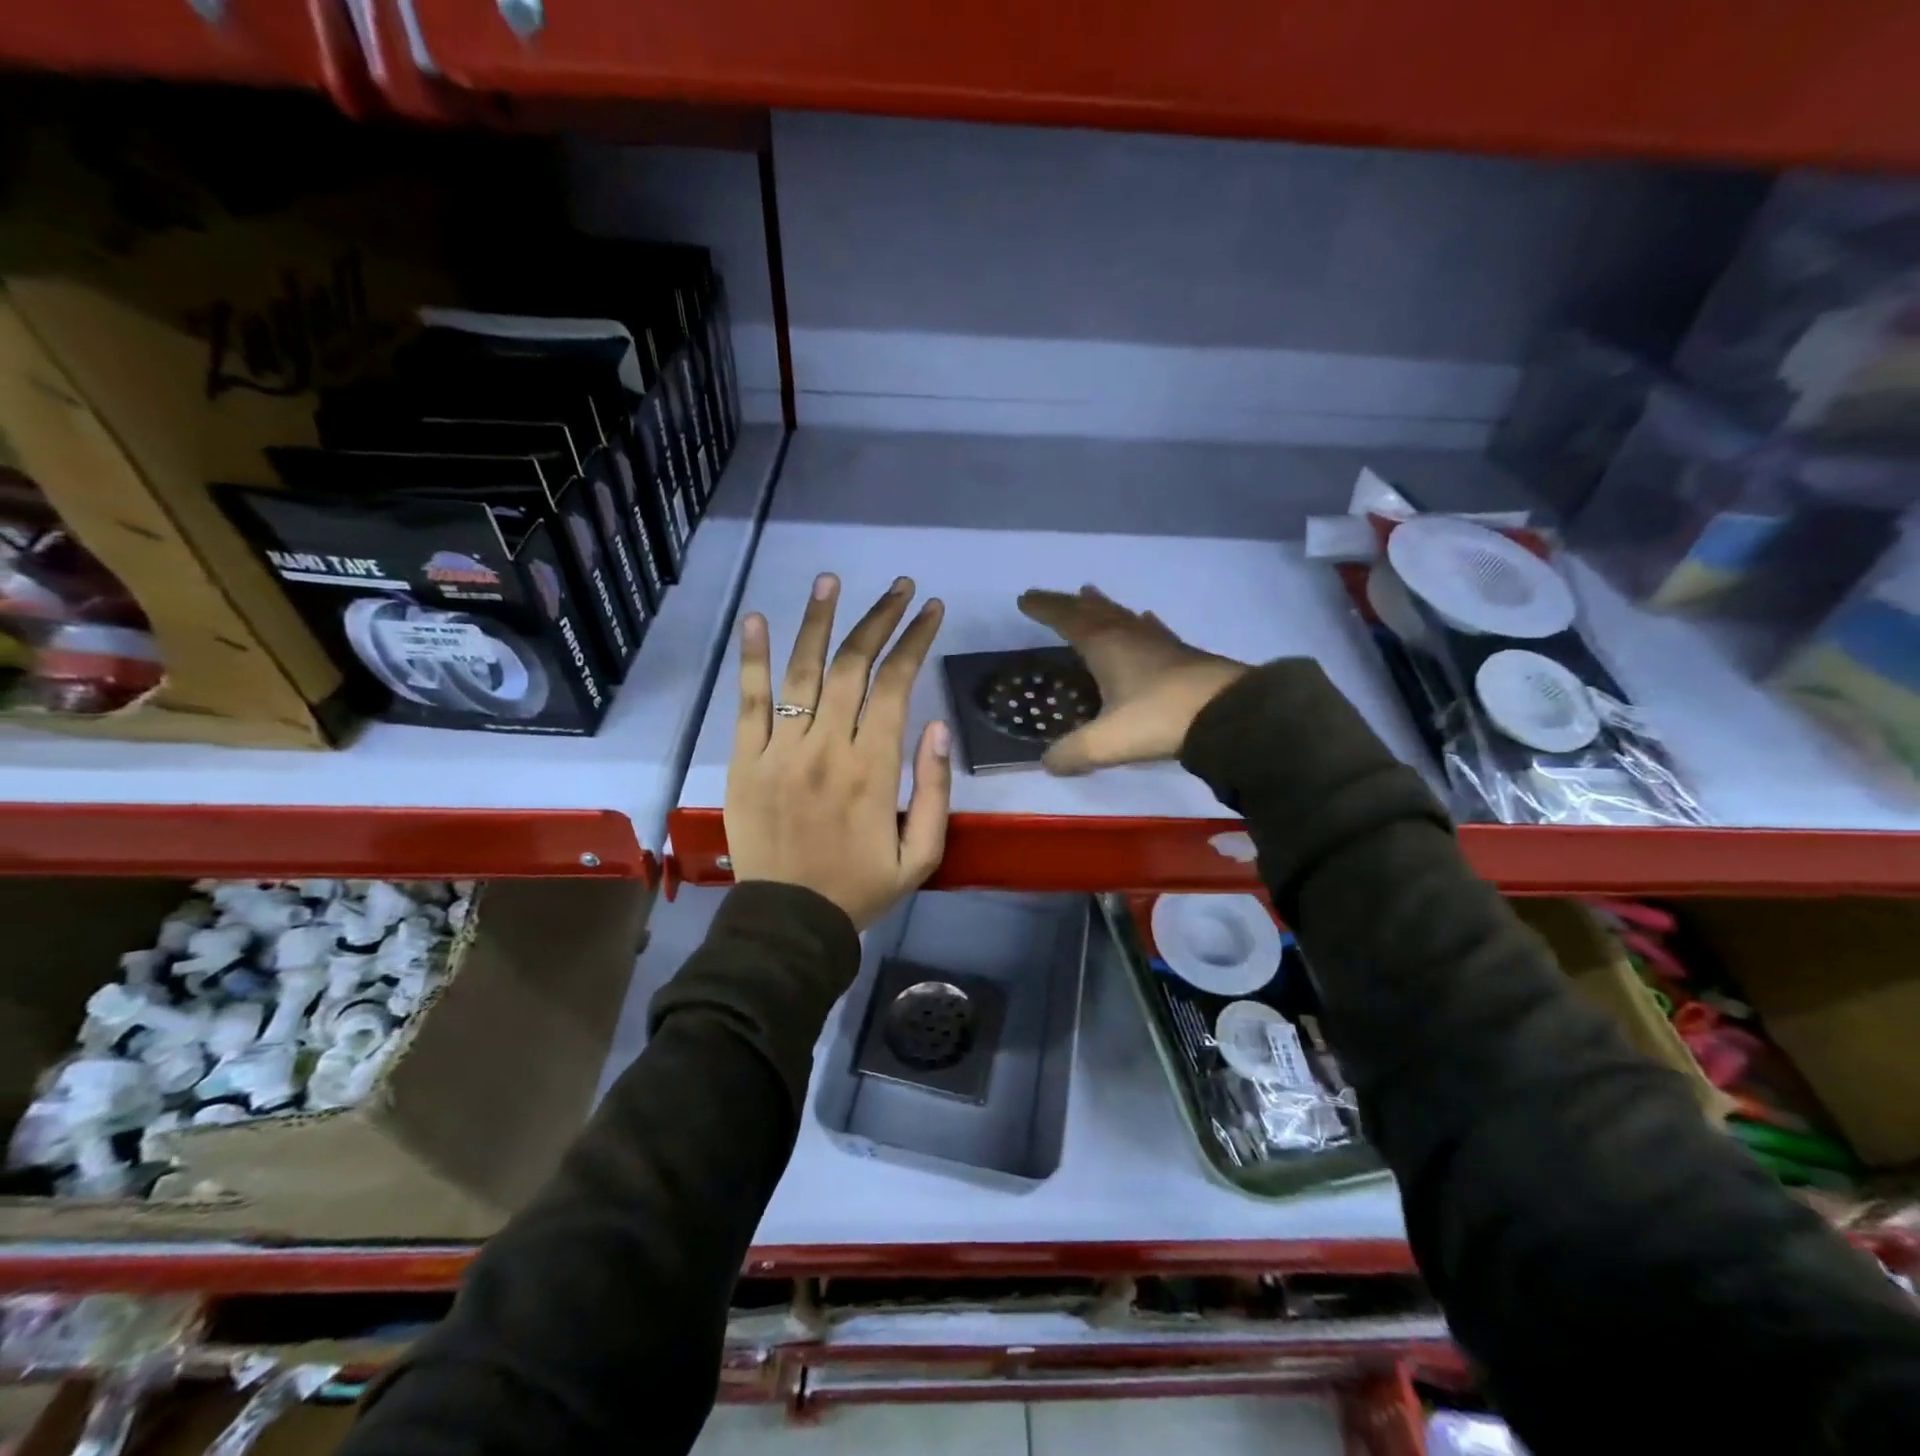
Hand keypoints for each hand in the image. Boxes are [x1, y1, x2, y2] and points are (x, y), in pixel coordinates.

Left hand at [727, 573, 950, 930]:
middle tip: (897, 586)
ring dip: (818, 621)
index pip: (896, 686)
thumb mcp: (922, 854)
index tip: (930, 610)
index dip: (914, 641)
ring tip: (830, 581)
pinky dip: (753, 659)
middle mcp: (827, 747)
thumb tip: (935, 726)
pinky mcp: (744, 761)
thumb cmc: (861, 888)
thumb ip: (933, 789)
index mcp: (873, 769)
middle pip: (852, 666)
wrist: (789, 923)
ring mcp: (780, 751)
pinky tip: (757, 619)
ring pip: (801, 672)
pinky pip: (749, 702)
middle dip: (879, 619)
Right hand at [1017, 585, 1248, 774]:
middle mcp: (1130, 636)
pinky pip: (1152, 630)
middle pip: (1094, 611)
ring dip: (1103, 607)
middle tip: (1052, 597)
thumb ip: (1073, 753)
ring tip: (1090, 594)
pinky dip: (1140, 622)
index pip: (1067, 619)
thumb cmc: (1161, 719)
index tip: (1025, 599)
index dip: (1045, 608)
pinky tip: (1145, 620)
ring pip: (1124, 616)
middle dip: (1068, 604)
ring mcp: (1160, 643)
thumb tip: (1048, 763)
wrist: (1230, 712)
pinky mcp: (1184, 655)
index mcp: (1106, 646)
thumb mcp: (1107, 742)